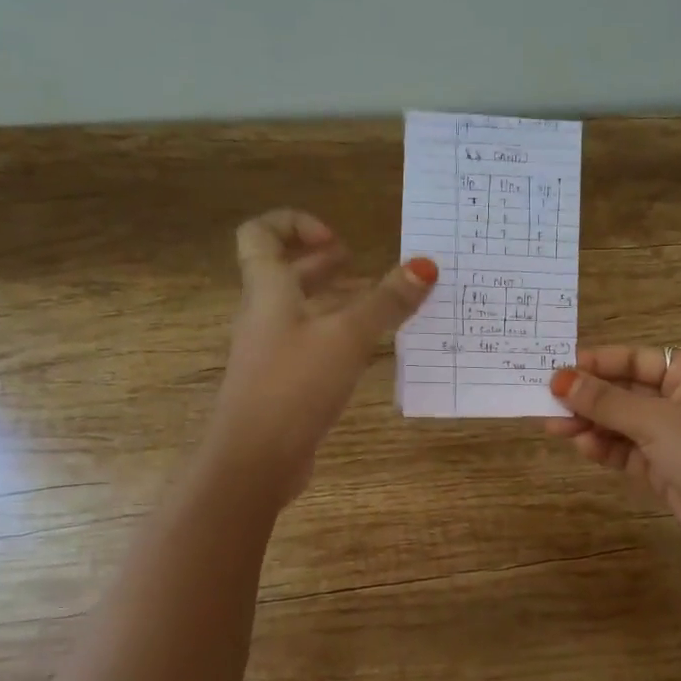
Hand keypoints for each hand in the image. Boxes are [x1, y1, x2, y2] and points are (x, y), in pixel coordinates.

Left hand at [208, 210, 435, 501]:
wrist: (255, 458)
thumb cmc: (295, 384)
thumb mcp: (347, 337)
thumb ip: (387, 302)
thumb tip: (425, 265)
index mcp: (269, 290)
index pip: (261, 233)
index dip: (295, 223)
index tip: (338, 241)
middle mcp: (265, 314)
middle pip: (288, 272)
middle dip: (327, 263)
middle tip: (365, 267)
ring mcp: (273, 350)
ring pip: (304, 310)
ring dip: (339, 300)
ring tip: (381, 305)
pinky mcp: (284, 381)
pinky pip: (312, 343)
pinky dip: (340, 335)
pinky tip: (370, 349)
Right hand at [544, 346, 680, 560]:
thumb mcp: (655, 421)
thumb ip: (605, 402)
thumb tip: (559, 379)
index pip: (637, 359)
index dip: (598, 363)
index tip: (558, 369)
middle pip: (627, 392)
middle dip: (590, 398)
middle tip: (548, 401)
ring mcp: (676, 437)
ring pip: (624, 423)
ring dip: (592, 424)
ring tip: (555, 427)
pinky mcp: (667, 469)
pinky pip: (629, 451)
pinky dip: (606, 449)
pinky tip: (583, 446)